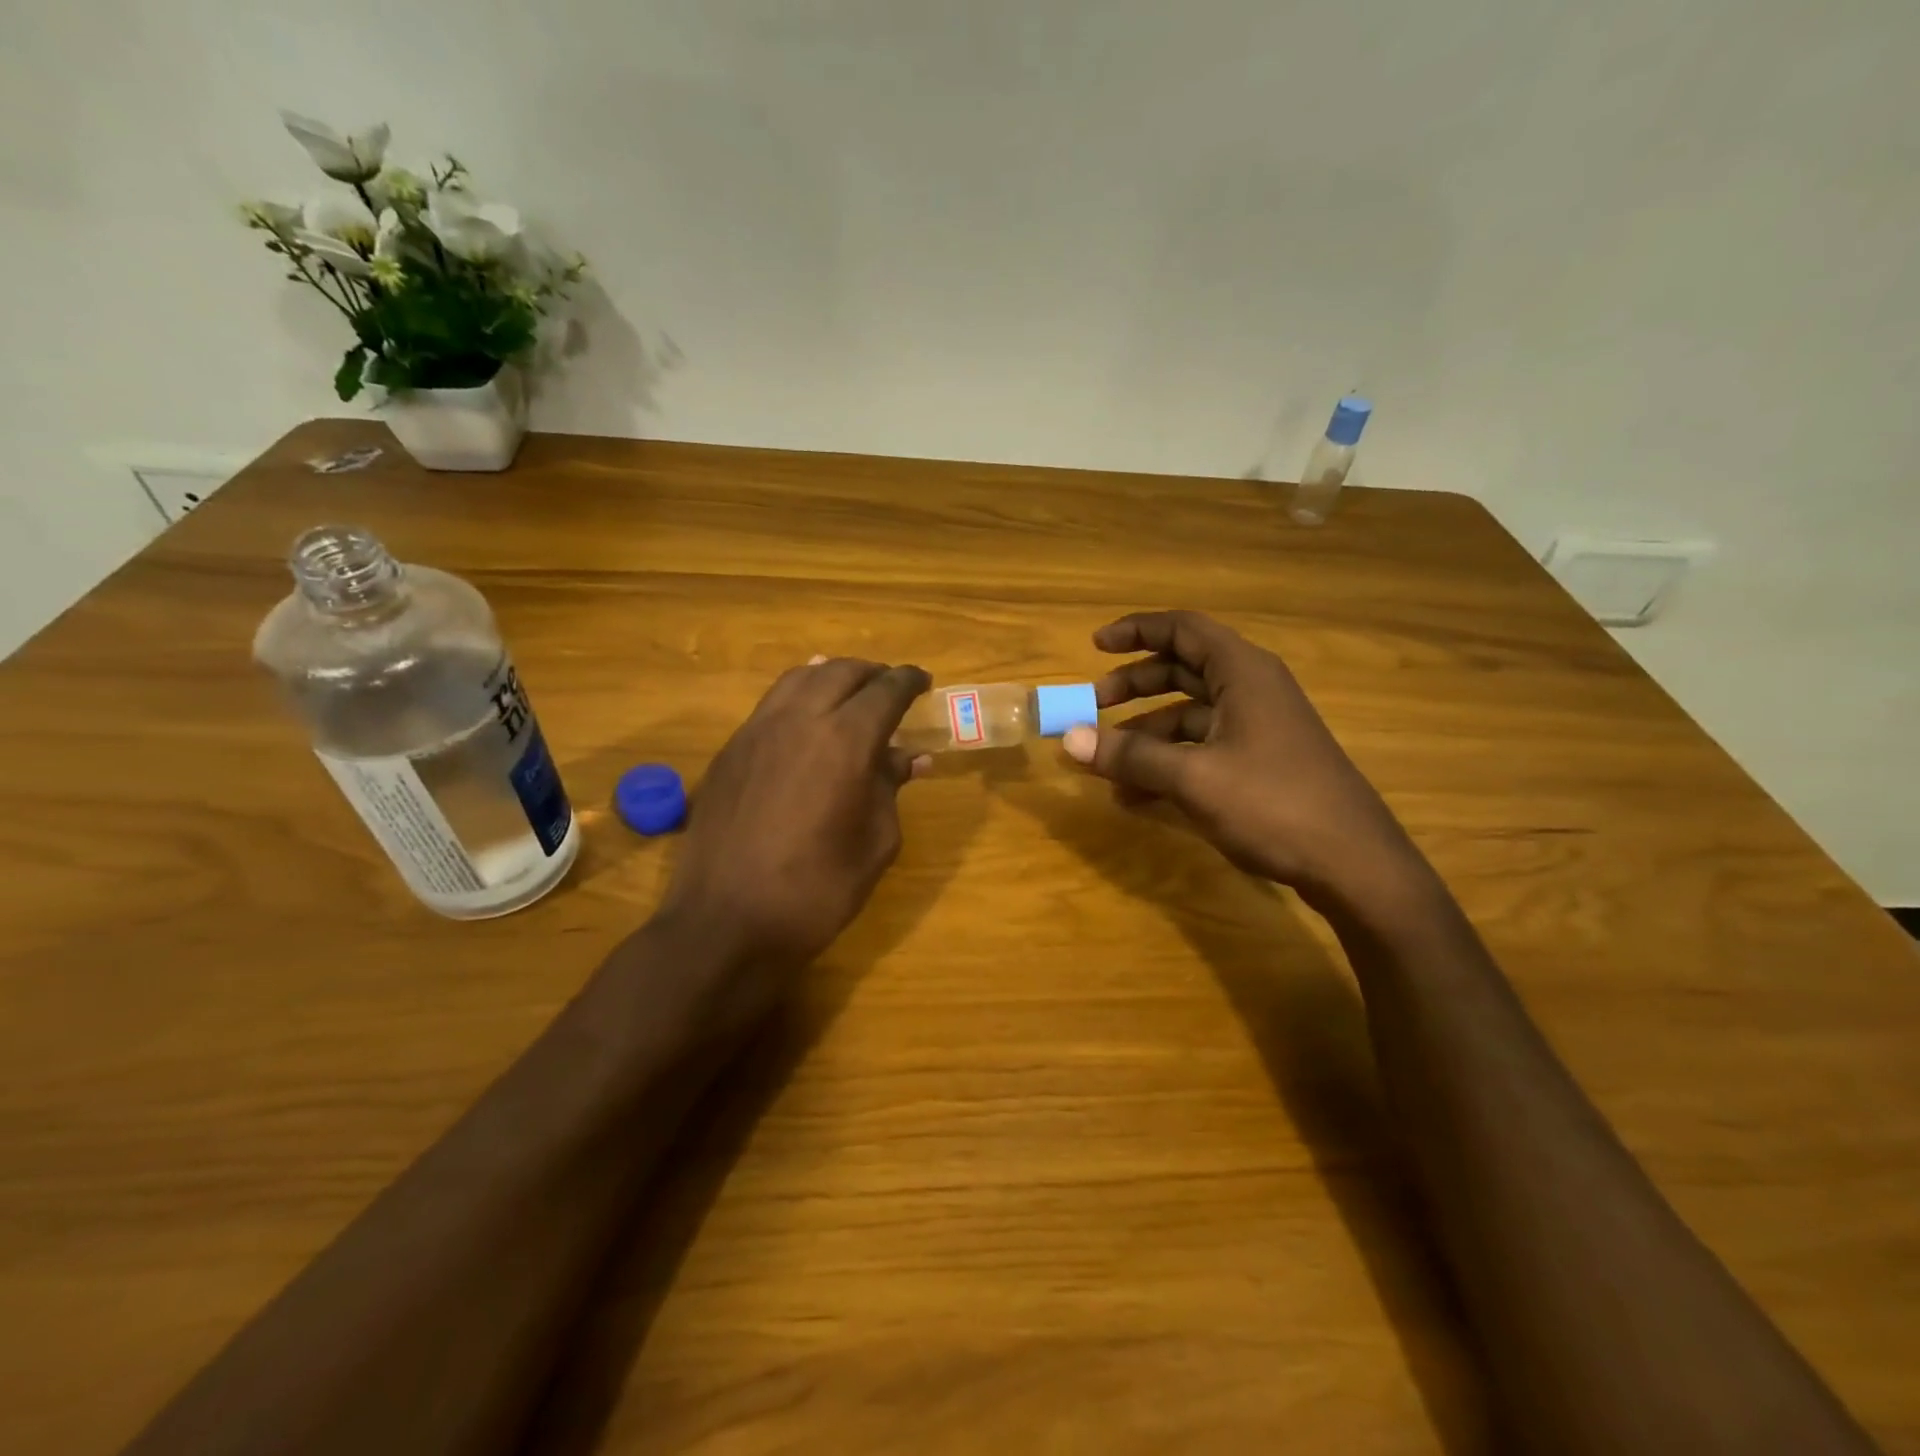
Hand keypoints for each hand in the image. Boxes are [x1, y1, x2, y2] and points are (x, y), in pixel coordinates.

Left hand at [654, 655, 930, 1001]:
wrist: (726, 922)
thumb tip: (908, 757)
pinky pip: (771, 705)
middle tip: (890, 688)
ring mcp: (757, 731)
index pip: (885, 691)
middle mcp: (799, 720)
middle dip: (872, 673)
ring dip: (831, 676)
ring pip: (799, 679)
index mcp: (845, 741)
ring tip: (850, 693)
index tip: (923, 682)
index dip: (909, 681)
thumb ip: (890, 788)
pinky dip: (798, 697)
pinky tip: (806, 721)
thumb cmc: (816, 891)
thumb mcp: (874, 843)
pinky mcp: (730, 751)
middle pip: (840, 672)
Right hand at [1062, 610, 1425, 912]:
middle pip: (1182, 670)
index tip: (1094, 646)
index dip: (1136, 631)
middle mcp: (1252, 690)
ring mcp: (1258, 729)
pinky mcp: (1260, 763)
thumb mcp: (1194, 778)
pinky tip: (1136, 796)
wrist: (1355, 865)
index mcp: (1243, 672)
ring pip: (1189, 715)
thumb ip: (1130, 756)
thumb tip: (1069, 738)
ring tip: (1106, 765)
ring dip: (1145, 734)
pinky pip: (1202, 748)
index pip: (1183, 630)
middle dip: (1134, 686)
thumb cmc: (1274, 804)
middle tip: (1093, 706)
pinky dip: (1168, 763)